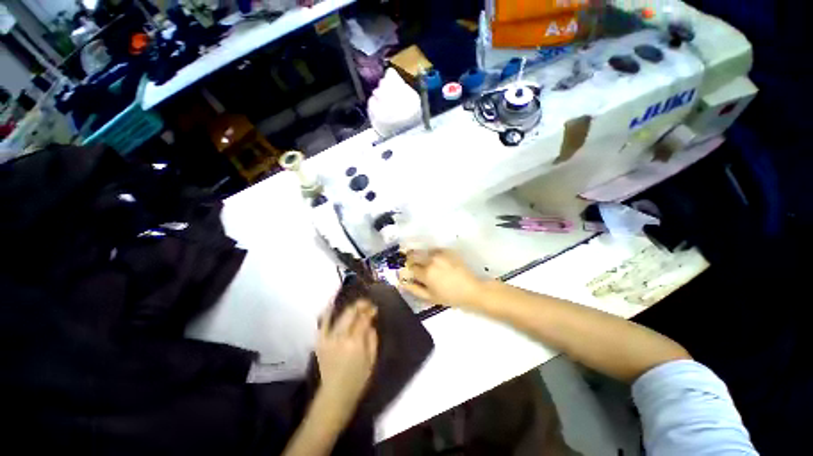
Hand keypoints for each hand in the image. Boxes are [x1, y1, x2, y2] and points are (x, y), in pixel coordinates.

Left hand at [315, 299, 377, 423]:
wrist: (335, 395)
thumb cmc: (358, 379)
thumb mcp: (372, 360)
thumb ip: (372, 338)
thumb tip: (370, 323)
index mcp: (355, 343)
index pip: (363, 319)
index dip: (370, 311)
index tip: (374, 309)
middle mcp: (340, 337)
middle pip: (350, 313)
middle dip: (360, 305)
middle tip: (367, 305)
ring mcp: (328, 338)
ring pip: (339, 315)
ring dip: (349, 308)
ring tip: (356, 306)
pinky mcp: (320, 341)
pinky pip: (323, 323)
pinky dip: (328, 312)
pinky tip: (332, 305)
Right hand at [398, 249, 485, 307]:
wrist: (471, 289)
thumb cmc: (450, 296)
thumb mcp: (430, 297)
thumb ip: (413, 289)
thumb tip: (401, 282)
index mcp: (426, 273)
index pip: (410, 266)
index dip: (409, 270)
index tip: (411, 273)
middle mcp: (431, 259)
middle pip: (414, 254)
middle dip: (412, 259)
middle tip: (416, 267)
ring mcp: (440, 253)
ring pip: (424, 251)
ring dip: (422, 256)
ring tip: (429, 265)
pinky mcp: (448, 250)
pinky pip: (434, 250)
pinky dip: (432, 254)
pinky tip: (438, 262)